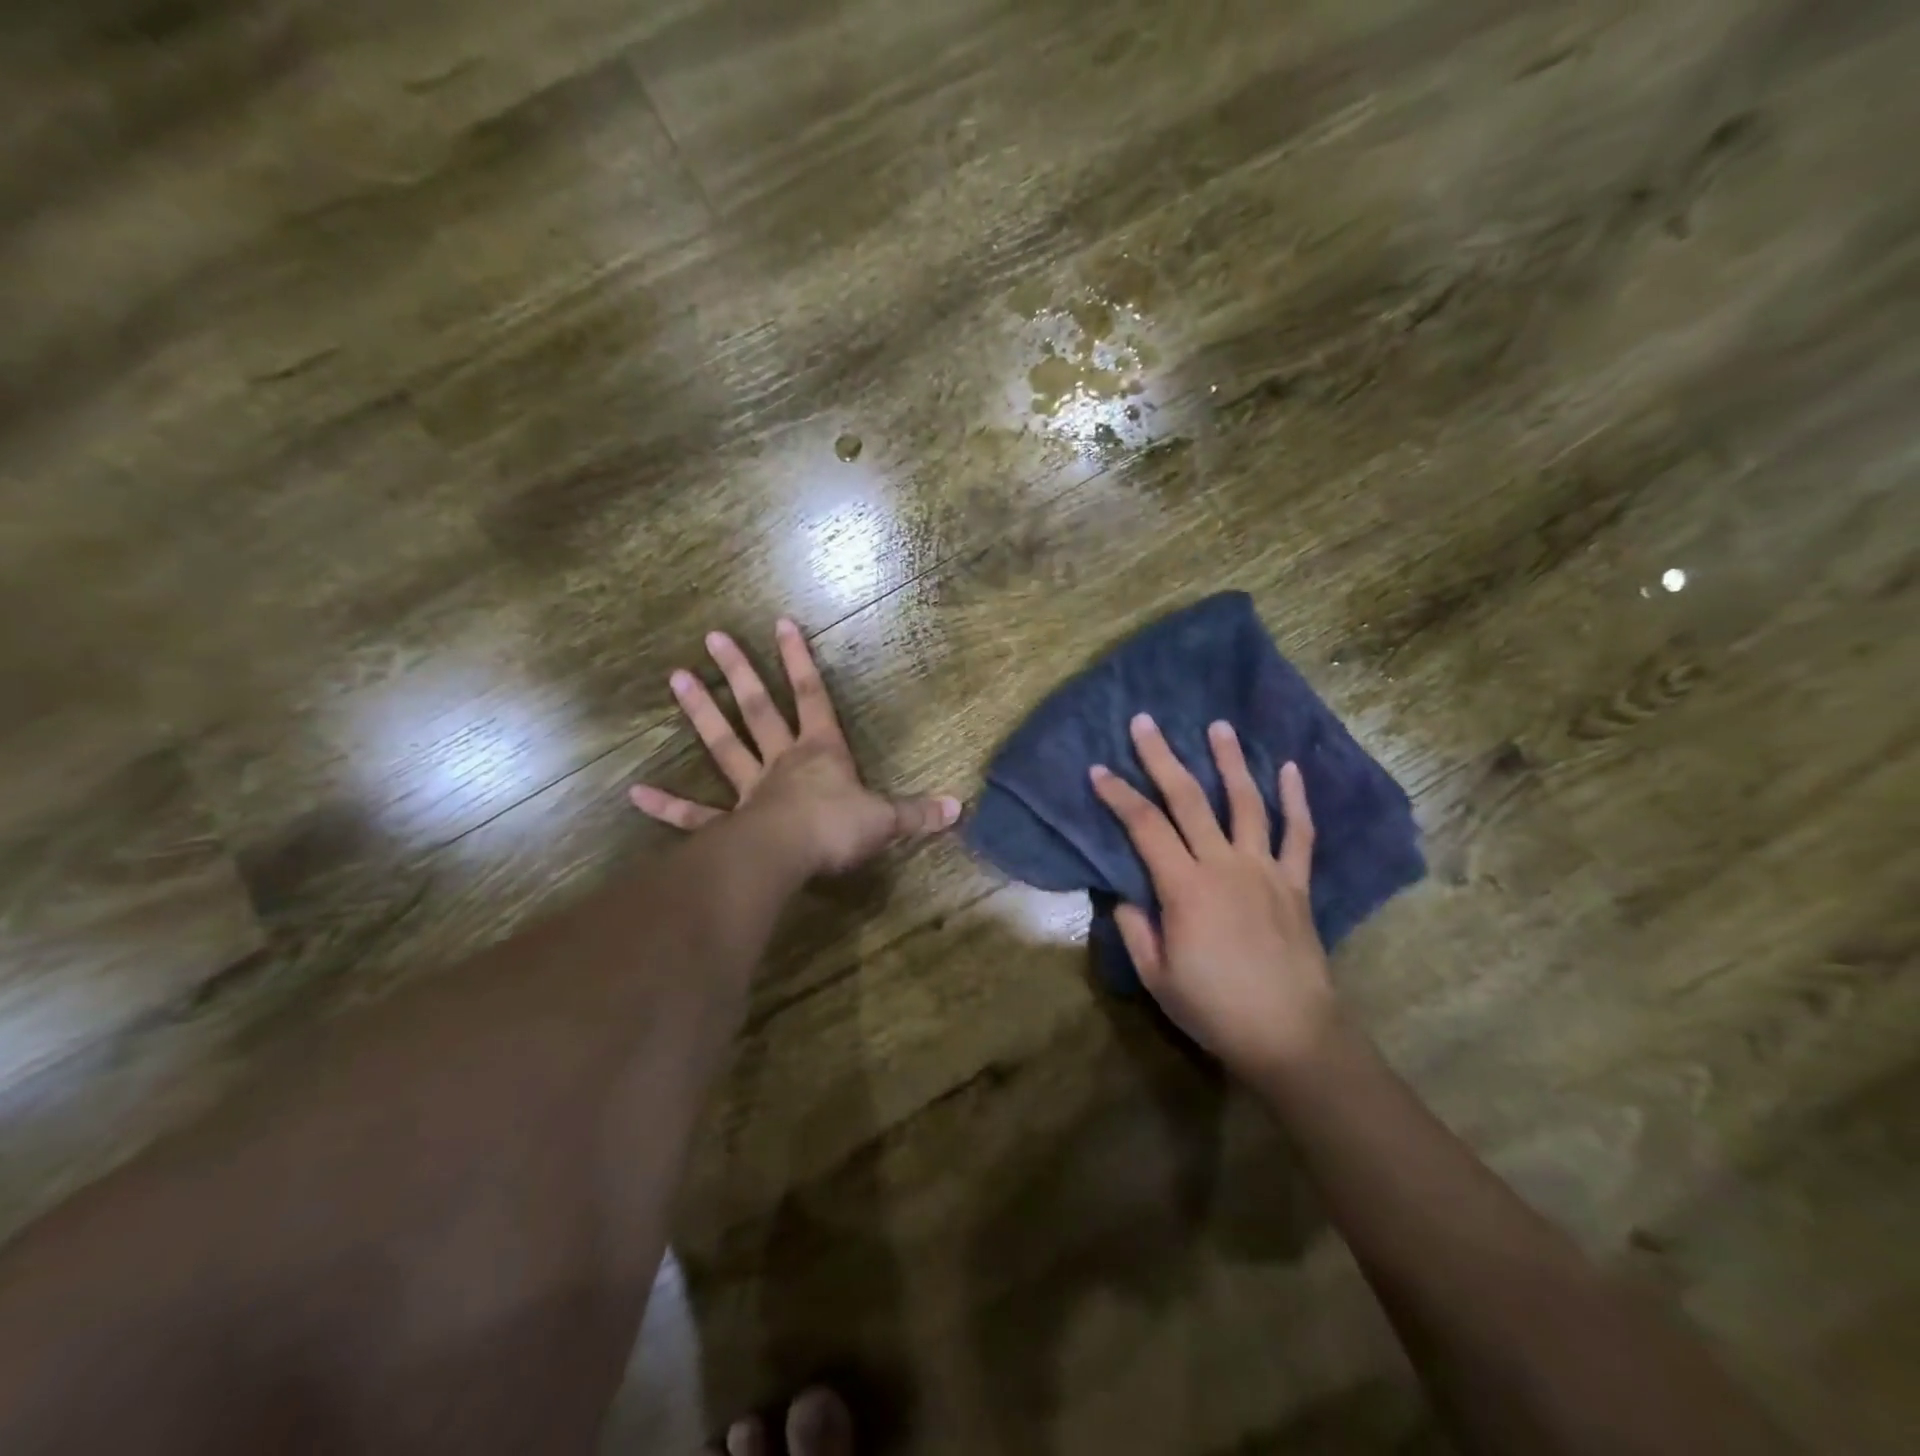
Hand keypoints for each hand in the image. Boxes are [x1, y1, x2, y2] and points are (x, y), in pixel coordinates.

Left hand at [629, 618, 960, 875]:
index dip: (799, 660)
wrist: (791, 856)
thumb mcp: (886, 819)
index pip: (813, 696)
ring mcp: (750, 789)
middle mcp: (782, 761)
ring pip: (723, 744)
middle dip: (739, 672)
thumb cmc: (838, 828)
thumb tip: (959, 808)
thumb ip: (918, 813)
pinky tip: (636, 793)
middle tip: (713, 637)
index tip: (780, 622)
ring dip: (700, 713)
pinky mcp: (728, 823)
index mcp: (820, 752)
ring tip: (675, 678)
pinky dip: (667, 806)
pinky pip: (694, 813)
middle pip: (758, 708)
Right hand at [1090, 714, 1334, 1078]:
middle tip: (1146, 722)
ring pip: (1246, 803)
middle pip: (1188, 800)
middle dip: (1162, 758)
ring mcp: (1265, 870)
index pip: (1144, 827)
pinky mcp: (1295, 883)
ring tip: (1219, 726)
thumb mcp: (1157, 977)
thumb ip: (1135, 930)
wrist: (1292, 1036)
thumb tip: (1124, 897)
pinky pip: (1297, 834)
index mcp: (1185, 888)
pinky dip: (1295, 800)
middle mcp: (1224, 865)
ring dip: (1230, 761)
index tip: (1098, 770)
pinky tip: (1289, 769)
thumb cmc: (1215, 1008)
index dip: (1118, 796)